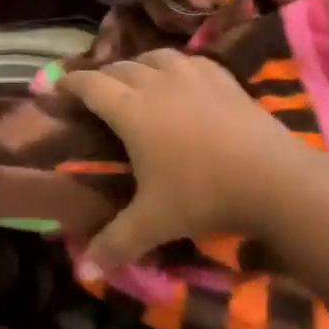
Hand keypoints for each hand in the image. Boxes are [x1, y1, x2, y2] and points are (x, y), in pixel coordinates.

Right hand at [63, 48, 294, 277]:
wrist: (272, 177)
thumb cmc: (203, 194)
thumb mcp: (154, 222)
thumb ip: (115, 244)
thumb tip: (83, 272)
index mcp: (131, 110)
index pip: (90, 85)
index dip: (69, 84)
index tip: (56, 88)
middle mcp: (156, 83)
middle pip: (119, 67)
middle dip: (101, 76)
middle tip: (94, 93)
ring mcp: (192, 75)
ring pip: (154, 56)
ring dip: (137, 65)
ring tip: (135, 79)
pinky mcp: (222, 77)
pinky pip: (189, 59)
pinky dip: (175, 64)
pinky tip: (181, 76)